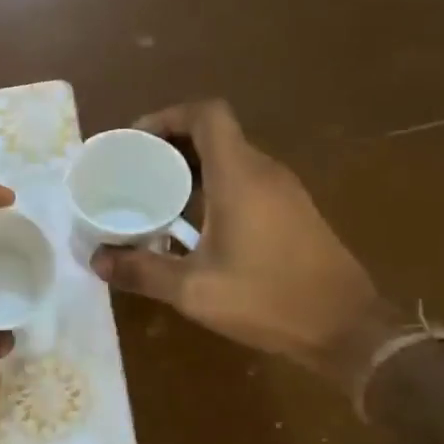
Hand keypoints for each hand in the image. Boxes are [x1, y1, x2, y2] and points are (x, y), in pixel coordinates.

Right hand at [92, 100, 399, 386]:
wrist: (346, 328)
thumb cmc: (267, 299)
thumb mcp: (193, 290)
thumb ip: (142, 271)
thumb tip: (97, 261)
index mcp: (239, 176)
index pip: (206, 114)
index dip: (168, 117)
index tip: (136, 140)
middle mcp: (264, 171)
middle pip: (215, 133)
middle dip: (172, 143)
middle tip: (135, 169)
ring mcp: (284, 191)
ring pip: (231, 157)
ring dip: (192, 166)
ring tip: (155, 194)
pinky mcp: (294, 211)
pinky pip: (246, 180)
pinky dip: (214, 185)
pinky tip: (193, 222)